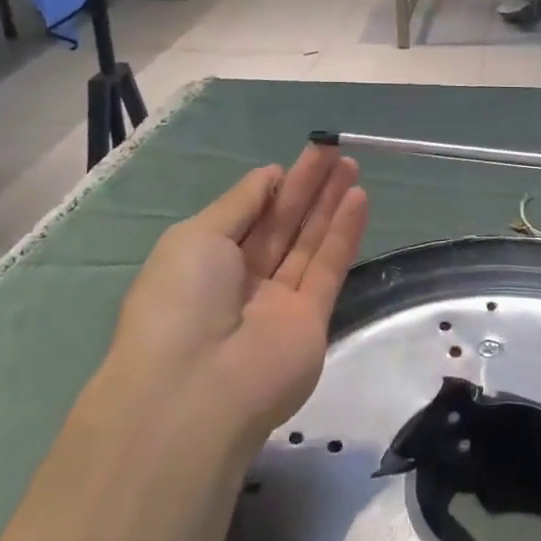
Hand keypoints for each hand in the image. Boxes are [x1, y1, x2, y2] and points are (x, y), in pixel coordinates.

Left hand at [108, 144, 368, 449]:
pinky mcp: (312, 321)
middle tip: (333, 150)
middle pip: (281, 225)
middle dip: (307, 186)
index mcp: (204, 262)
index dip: (273, 186)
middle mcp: (242, 281)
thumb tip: (270, 175)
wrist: (197, 391)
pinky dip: (344, 233)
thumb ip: (240, 203)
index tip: (298, 157)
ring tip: (350, 164)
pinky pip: (328, 268)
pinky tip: (359, 197)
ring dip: (330, 203)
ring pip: (308, 242)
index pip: (247, 216)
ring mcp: (278, 303)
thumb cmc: (181, 301)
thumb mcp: (197, 236)